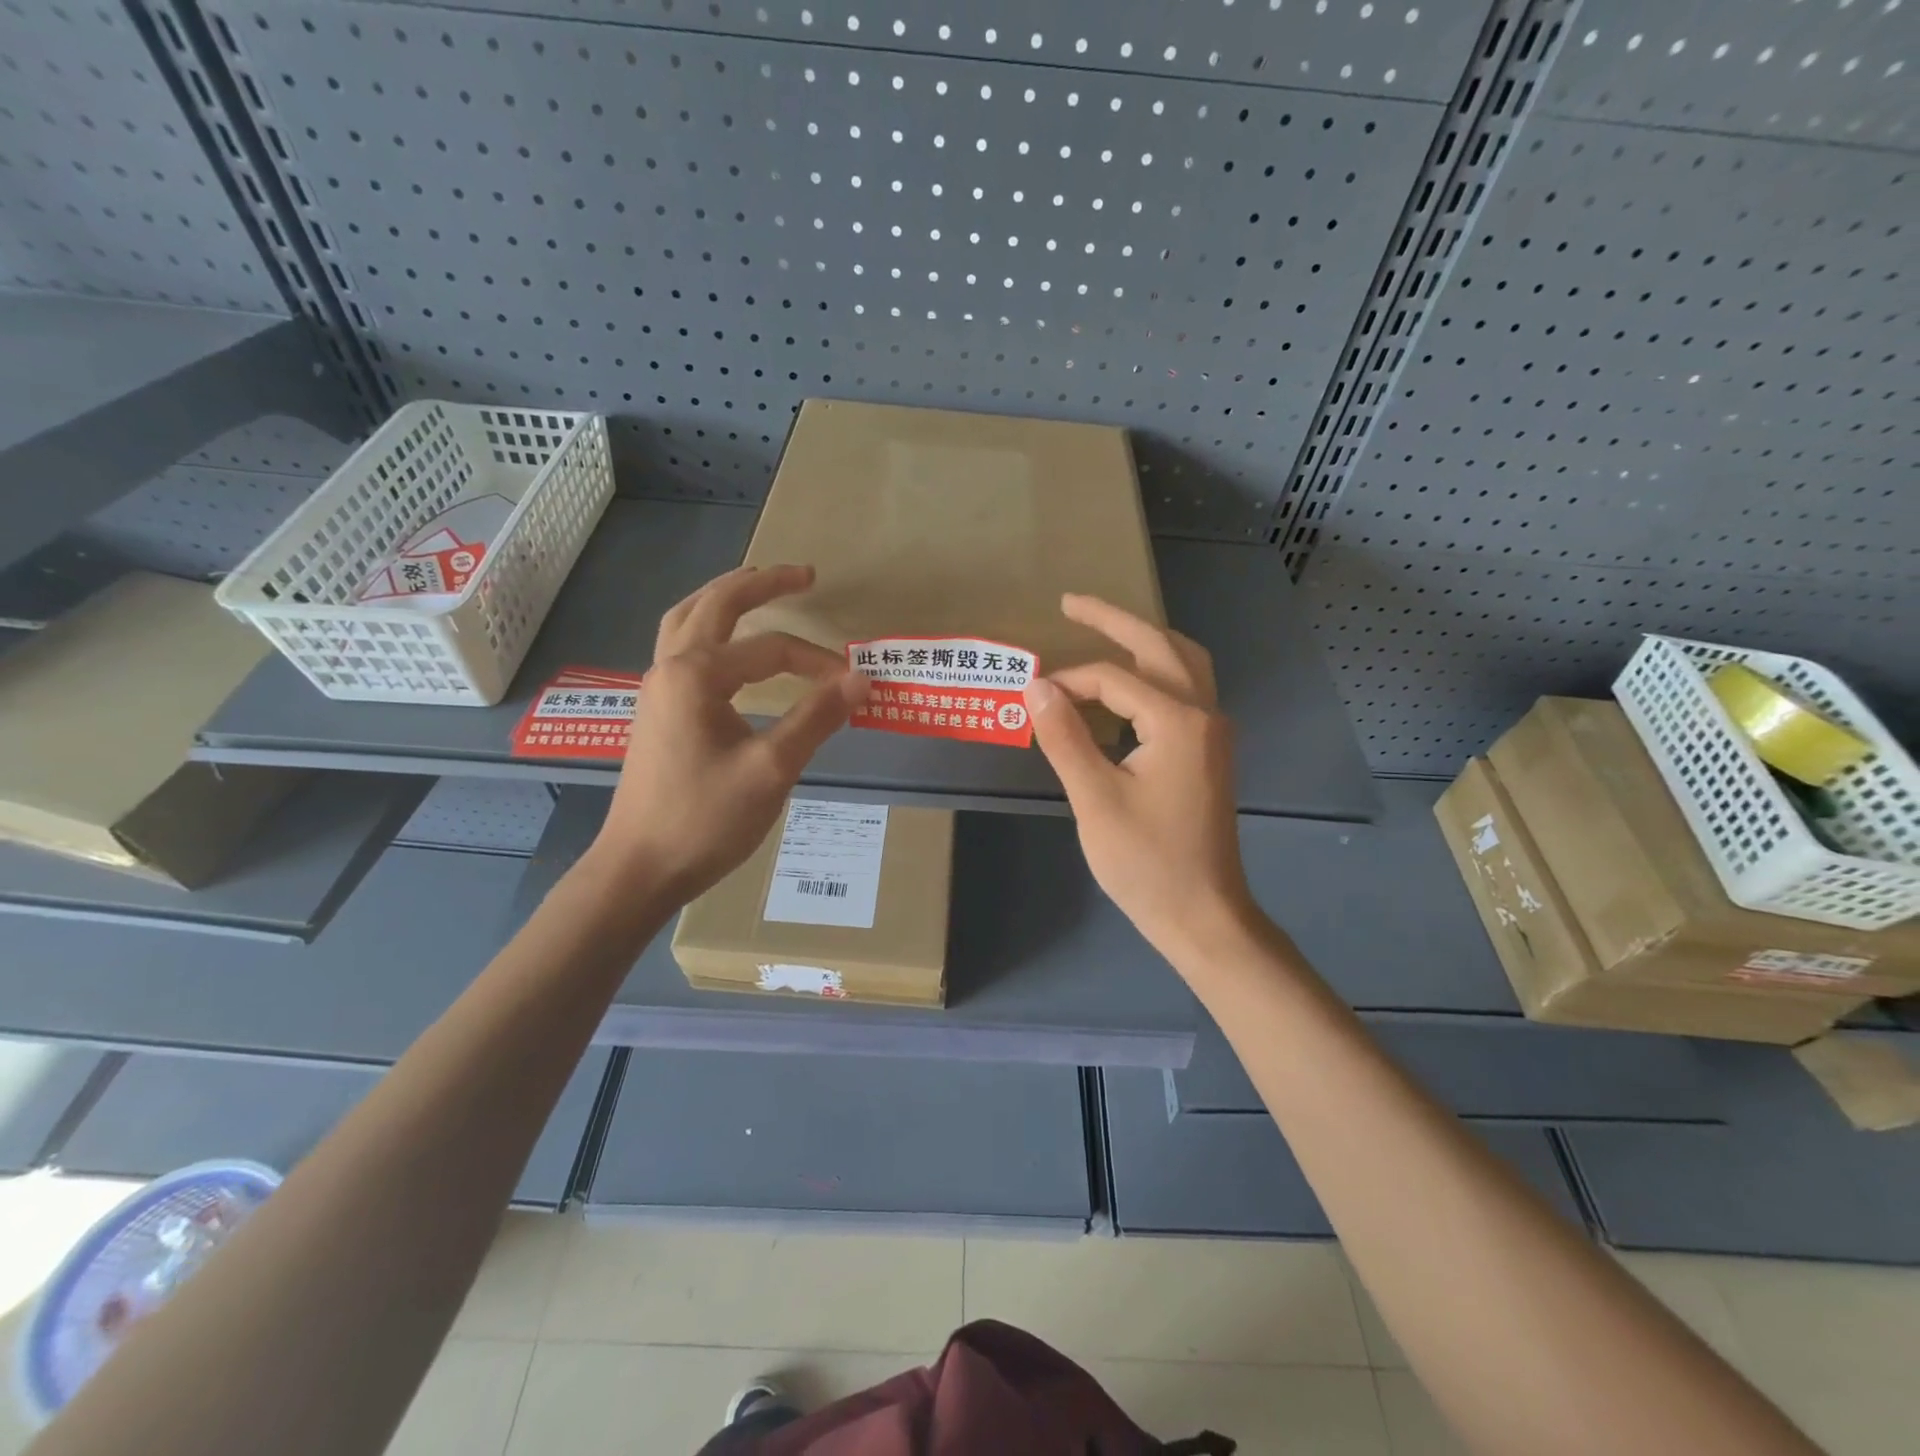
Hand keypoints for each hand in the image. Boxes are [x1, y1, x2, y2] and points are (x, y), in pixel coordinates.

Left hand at [588, 564, 867, 905]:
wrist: (639, 868)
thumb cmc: (704, 820)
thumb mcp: (771, 770)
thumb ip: (816, 718)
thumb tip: (861, 679)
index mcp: (696, 675)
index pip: (771, 650)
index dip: (818, 663)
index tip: (855, 685)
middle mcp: (670, 668)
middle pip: (715, 604)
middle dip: (761, 584)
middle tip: (804, 574)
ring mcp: (656, 688)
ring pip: (687, 620)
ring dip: (724, 597)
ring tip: (758, 587)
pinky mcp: (656, 710)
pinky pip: (681, 646)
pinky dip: (707, 627)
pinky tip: (726, 645)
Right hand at [1024, 595, 1255, 964]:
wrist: (1203, 913)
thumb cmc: (1146, 862)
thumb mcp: (1095, 799)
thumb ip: (1065, 736)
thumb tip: (1036, 685)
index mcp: (1177, 720)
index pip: (1113, 678)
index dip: (1068, 681)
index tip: (1030, 696)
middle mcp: (1204, 713)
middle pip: (1160, 644)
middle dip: (1114, 619)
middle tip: (1070, 602)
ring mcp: (1213, 731)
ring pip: (1184, 661)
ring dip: (1144, 638)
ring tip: (1104, 629)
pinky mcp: (1211, 750)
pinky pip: (1187, 687)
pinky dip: (1157, 670)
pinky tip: (1131, 682)